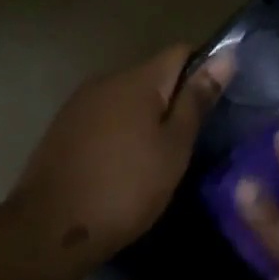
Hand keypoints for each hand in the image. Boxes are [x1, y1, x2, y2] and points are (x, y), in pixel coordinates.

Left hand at [10, 45, 233, 263]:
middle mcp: (105, 80)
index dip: (204, 70)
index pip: (180, 52)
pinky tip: (125, 164)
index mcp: (137, 80)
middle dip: (174, 98)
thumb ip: (197, 100)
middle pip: (152, 75)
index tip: (216, 104)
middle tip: (191, 139)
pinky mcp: (63, 128)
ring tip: (160, 156)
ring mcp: (79, 104)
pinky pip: (104, 118)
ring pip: (126, 99)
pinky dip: (121, 132)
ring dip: (146, 118)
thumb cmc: (126, 188)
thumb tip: (226, 56)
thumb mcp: (174, 148)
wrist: (52, 227)